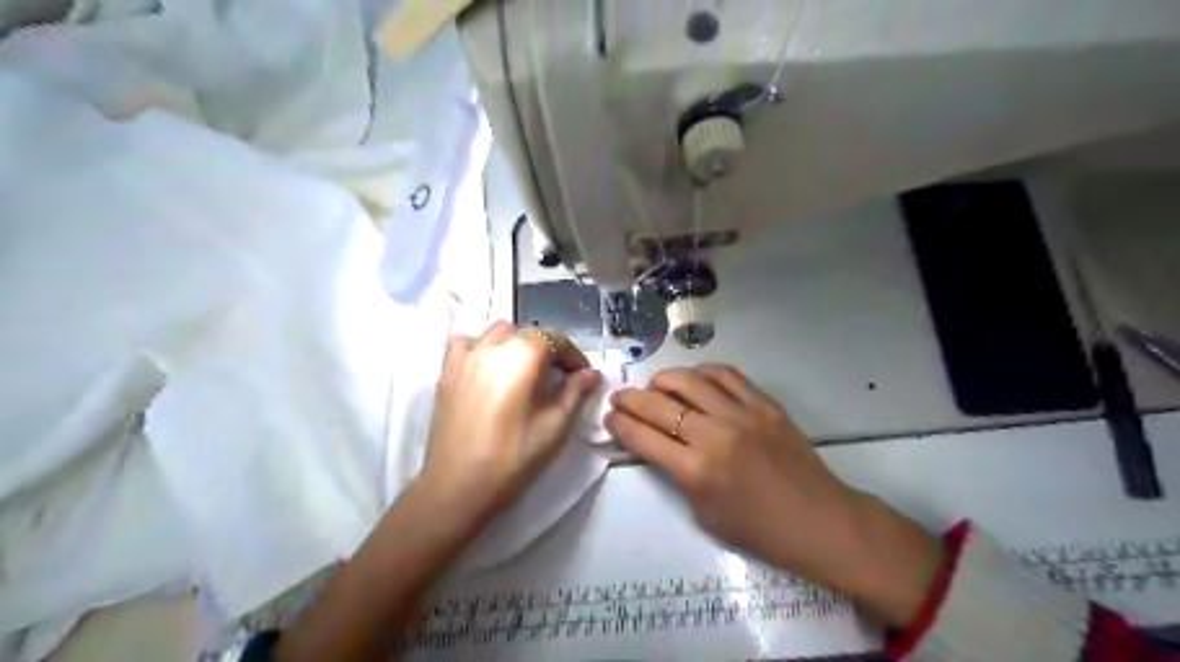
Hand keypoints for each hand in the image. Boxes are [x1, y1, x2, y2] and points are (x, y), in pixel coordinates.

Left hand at [416, 323, 599, 529]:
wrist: (458, 486)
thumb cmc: (514, 456)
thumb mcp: (556, 425)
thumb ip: (576, 392)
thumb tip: (591, 373)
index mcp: (523, 354)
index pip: (556, 340)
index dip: (574, 357)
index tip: (583, 377)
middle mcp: (492, 345)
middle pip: (529, 334)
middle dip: (548, 351)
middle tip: (558, 379)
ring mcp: (465, 356)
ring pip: (498, 334)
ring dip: (517, 345)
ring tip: (524, 373)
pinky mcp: (447, 371)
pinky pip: (467, 344)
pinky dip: (482, 348)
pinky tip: (488, 370)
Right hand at [602, 365, 947, 628]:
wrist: (819, 520)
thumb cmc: (758, 530)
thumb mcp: (703, 513)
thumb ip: (676, 474)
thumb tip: (656, 444)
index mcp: (695, 471)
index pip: (643, 437)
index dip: (620, 424)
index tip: (610, 417)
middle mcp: (714, 435)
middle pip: (658, 405)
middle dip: (630, 399)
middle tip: (620, 397)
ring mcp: (741, 414)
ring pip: (689, 380)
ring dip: (662, 380)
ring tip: (654, 386)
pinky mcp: (764, 404)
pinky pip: (726, 375)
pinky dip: (702, 373)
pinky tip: (693, 379)